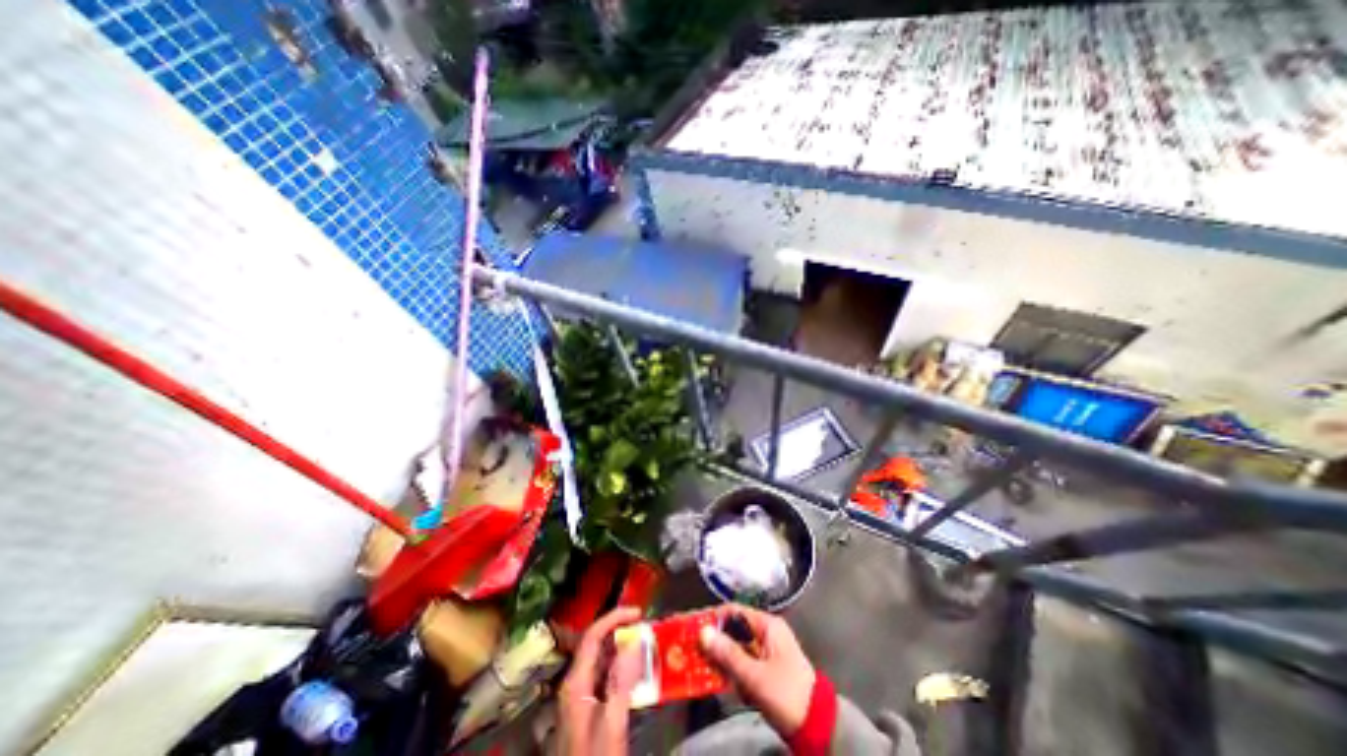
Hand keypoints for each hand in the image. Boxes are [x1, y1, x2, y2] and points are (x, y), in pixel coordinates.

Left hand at [555, 609, 643, 755]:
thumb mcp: (611, 723)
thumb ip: (621, 681)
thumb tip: (634, 642)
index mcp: (575, 682)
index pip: (592, 636)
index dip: (614, 618)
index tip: (638, 613)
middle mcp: (574, 683)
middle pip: (596, 645)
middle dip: (620, 631)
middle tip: (645, 627)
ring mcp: (579, 697)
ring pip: (601, 660)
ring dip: (622, 648)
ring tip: (645, 644)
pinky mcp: (586, 708)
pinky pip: (604, 676)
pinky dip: (621, 667)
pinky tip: (636, 672)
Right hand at [699, 607, 816, 736]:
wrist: (818, 727)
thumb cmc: (787, 693)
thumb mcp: (755, 675)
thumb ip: (728, 654)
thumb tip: (704, 633)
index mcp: (768, 625)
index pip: (735, 612)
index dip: (714, 618)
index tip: (694, 627)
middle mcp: (766, 633)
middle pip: (734, 630)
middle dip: (715, 641)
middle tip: (693, 649)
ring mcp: (767, 652)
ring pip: (736, 648)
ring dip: (722, 659)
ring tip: (702, 667)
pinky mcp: (766, 669)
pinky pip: (743, 663)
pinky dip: (732, 671)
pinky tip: (721, 681)